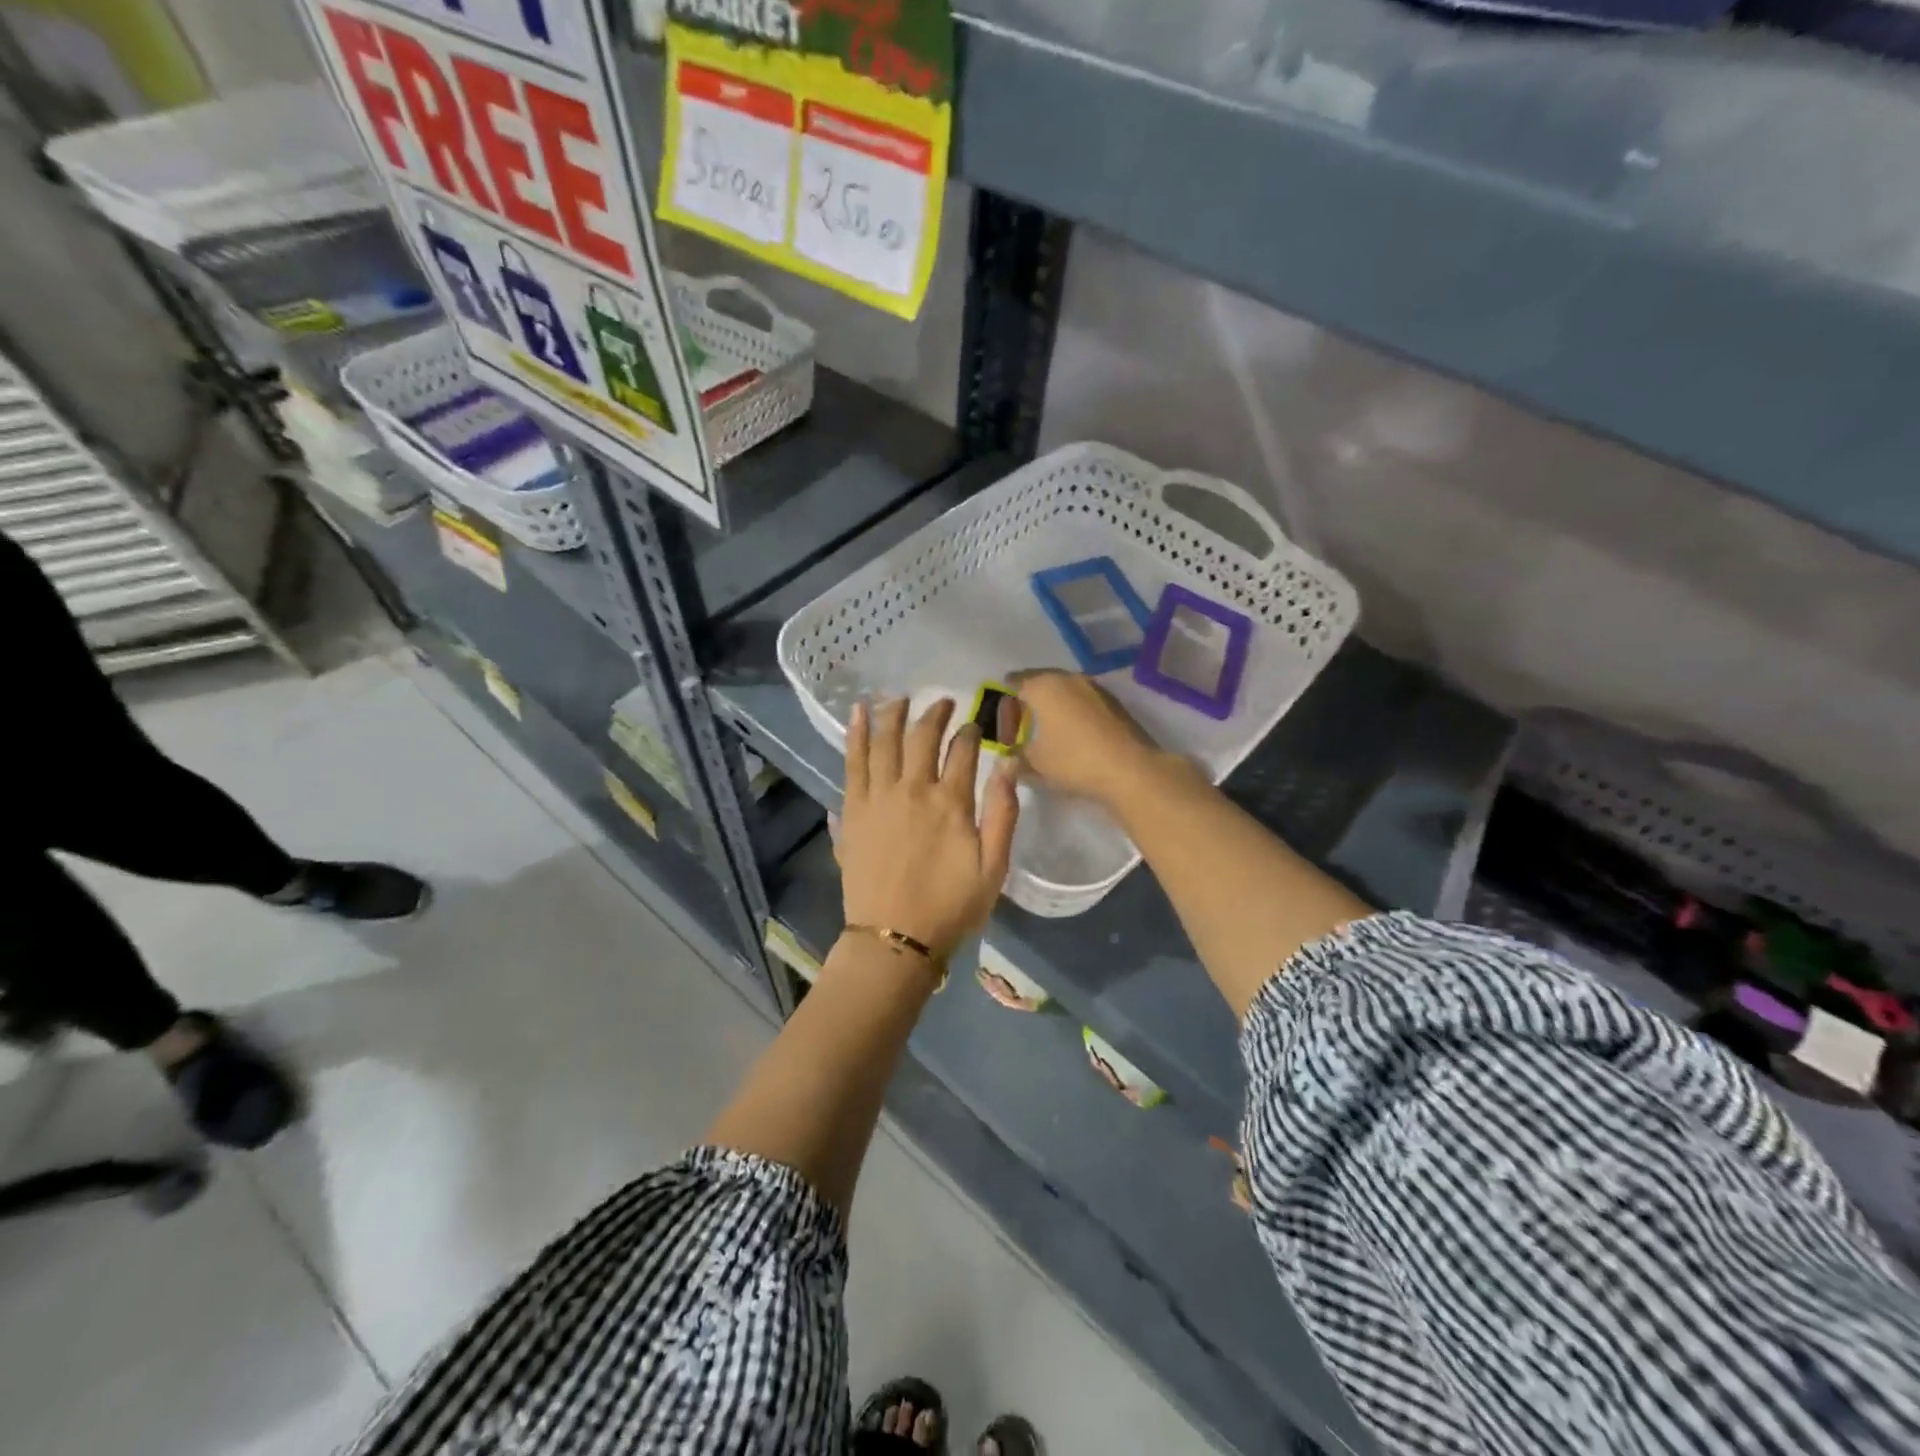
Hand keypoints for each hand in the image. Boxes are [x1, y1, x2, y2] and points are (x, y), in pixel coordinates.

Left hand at [839, 696, 1018, 958]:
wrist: (894, 938)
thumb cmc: (950, 906)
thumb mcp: (993, 867)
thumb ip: (1003, 813)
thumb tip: (1009, 763)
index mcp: (951, 802)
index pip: (963, 750)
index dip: (971, 731)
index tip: (976, 723)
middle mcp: (912, 789)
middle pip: (922, 737)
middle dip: (935, 714)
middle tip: (943, 702)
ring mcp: (877, 797)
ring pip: (884, 741)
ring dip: (893, 714)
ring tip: (900, 696)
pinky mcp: (853, 810)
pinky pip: (852, 762)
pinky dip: (855, 734)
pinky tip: (857, 712)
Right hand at [1005, 669, 1168, 807]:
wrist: (1130, 769)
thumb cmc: (1073, 760)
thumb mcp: (1035, 764)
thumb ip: (1016, 757)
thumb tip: (1010, 756)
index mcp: (1043, 686)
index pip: (1015, 681)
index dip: (1004, 699)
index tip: (1001, 719)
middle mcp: (1069, 678)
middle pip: (1040, 681)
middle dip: (1028, 700)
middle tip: (1021, 724)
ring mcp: (1095, 687)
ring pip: (1064, 689)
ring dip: (1052, 705)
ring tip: (1046, 730)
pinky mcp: (1114, 702)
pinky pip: (1083, 700)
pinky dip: (1072, 711)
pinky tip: (1072, 733)